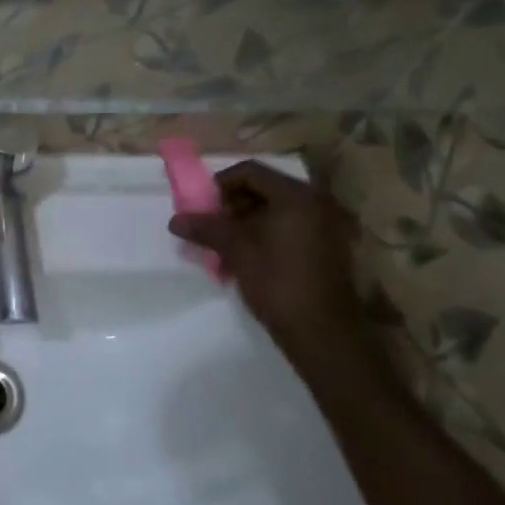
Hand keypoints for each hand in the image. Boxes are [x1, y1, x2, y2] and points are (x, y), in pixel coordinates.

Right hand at [169, 162, 364, 372]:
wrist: (324, 332)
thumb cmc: (278, 282)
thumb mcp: (236, 250)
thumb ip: (206, 228)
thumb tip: (175, 220)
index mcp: (296, 196)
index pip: (250, 172)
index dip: (220, 184)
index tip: (202, 207)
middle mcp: (316, 203)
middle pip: (264, 189)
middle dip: (232, 206)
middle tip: (212, 227)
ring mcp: (326, 226)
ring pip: (276, 211)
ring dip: (246, 222)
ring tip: (226, 246)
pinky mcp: (328, 249)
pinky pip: (290, 228)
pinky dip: (266, 235)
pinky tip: (248, 259)